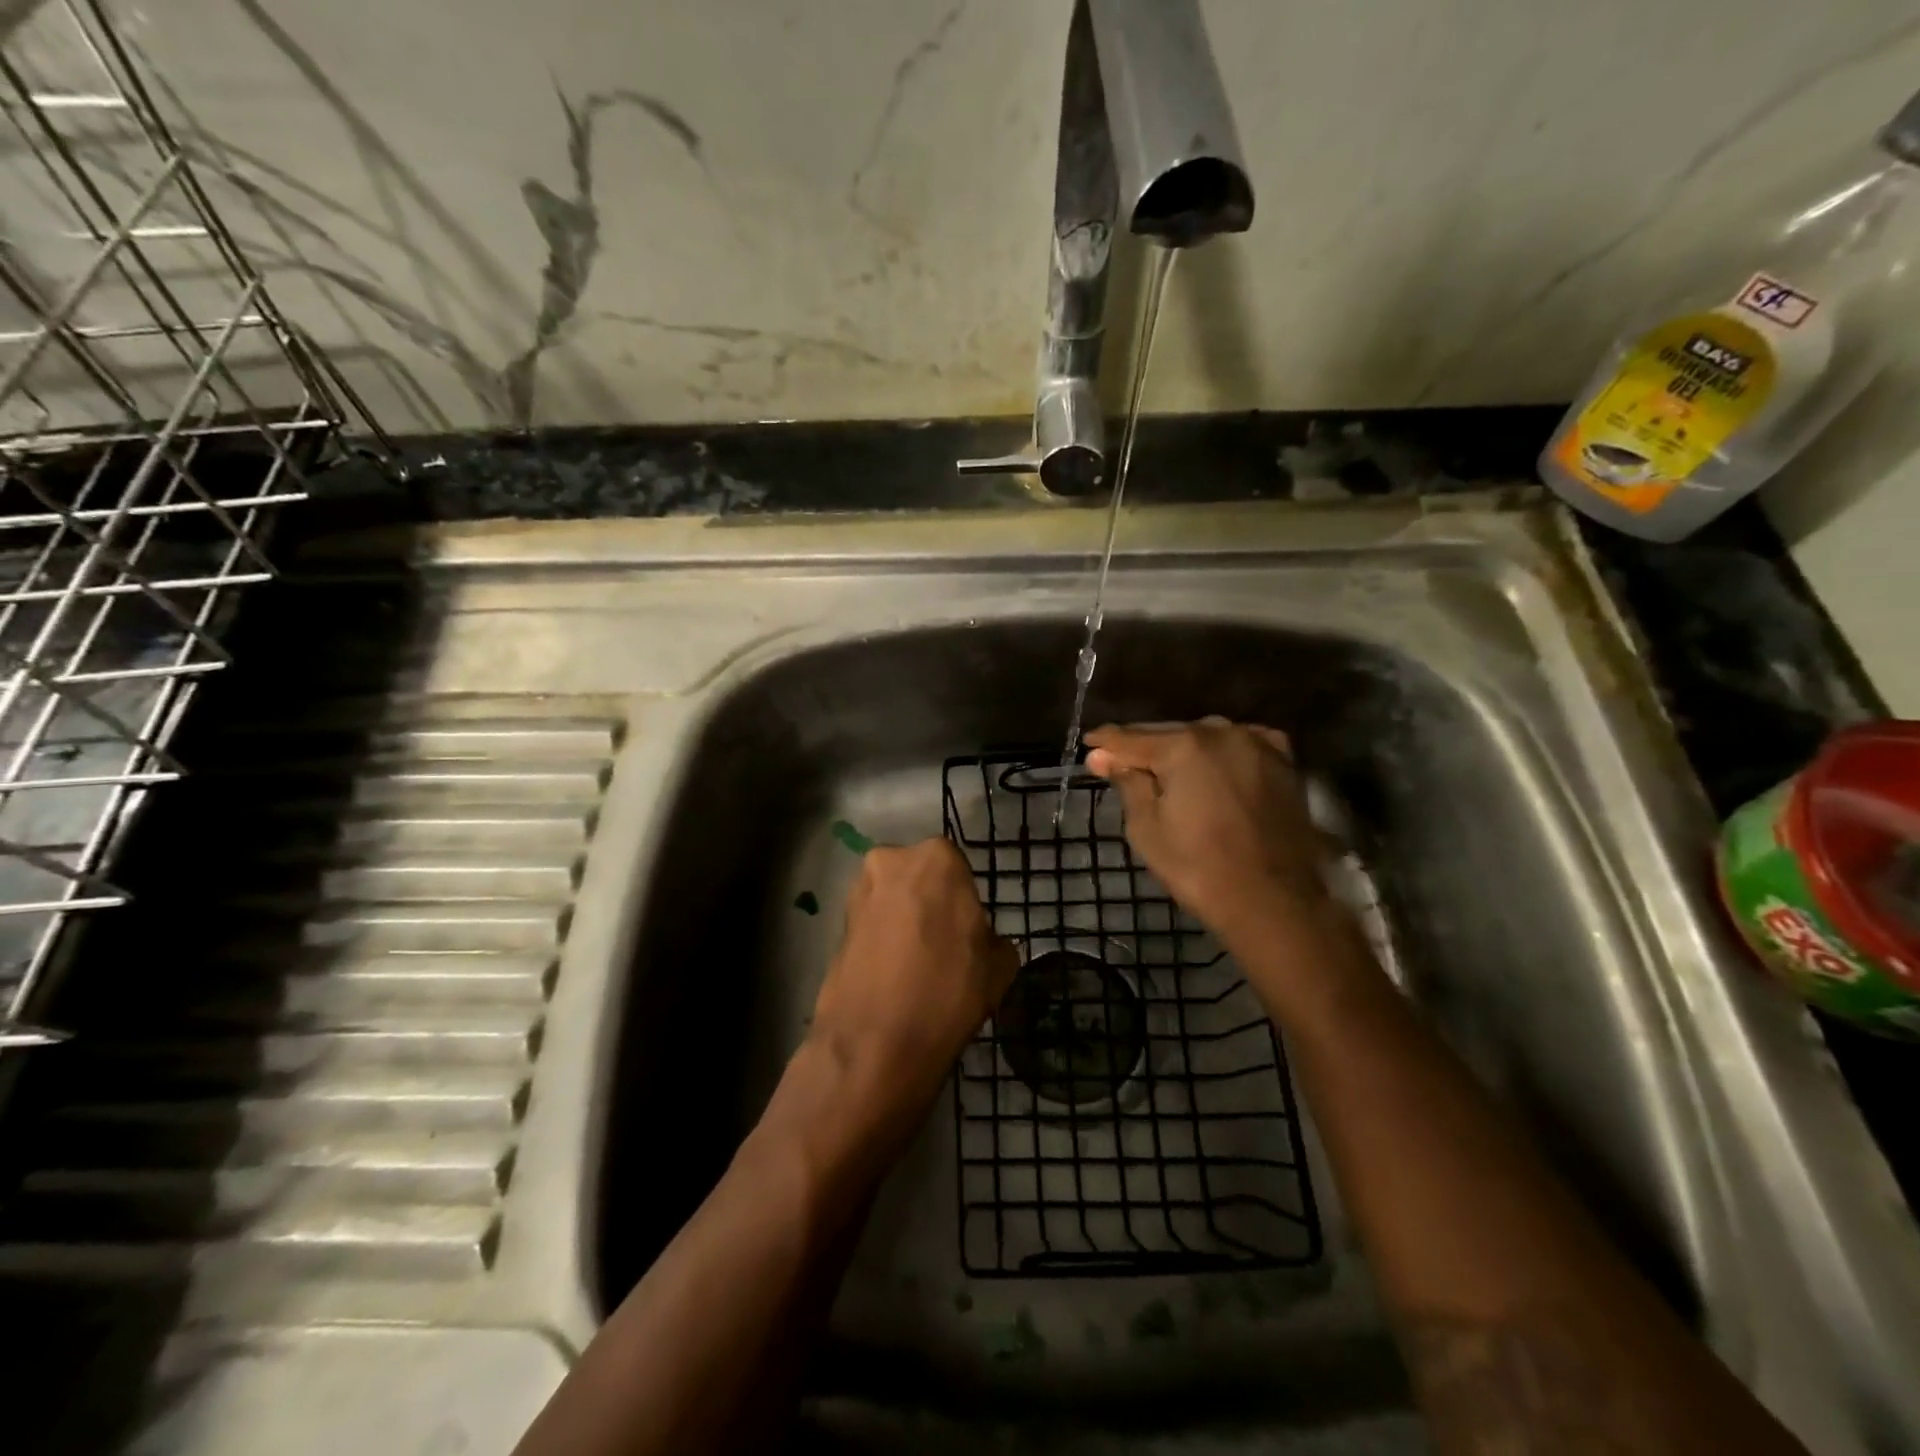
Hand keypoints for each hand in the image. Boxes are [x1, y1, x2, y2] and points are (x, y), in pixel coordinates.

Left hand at [807, 839, 1017, 1122]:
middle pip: (919, 878)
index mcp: (936, 858)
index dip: (965, 900)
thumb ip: (995, 940)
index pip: (958, 868)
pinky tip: (893, 976)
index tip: (969, 930)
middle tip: (943, 944)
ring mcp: (858, 892)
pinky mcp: (836, 925)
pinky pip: (872, 925)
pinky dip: (882, 942)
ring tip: (917, 965)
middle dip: (930, 902)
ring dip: (903, 920)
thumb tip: (985, 942)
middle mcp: (891, 860)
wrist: (875, 1042)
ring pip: (892, 899)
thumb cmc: (948, 990)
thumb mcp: (999, 966)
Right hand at [1084, 718, 1329, 940]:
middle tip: (1117, 759)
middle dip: (1142, 746)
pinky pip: (1241, 744)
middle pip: (1168, 733)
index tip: (1088, 745)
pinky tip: (1213, 762)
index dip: (1105, 743)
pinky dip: (1221, 750)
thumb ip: (1127, 782)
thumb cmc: (1198, 868)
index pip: (1131, 738)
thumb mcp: (1146, 827)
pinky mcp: (1283, 762)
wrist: (1273, 901)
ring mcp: (1256, 744)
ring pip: (1205, 736)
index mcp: (1183, 746)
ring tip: (1162, 765)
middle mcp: (1220, 732)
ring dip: (1181, 747)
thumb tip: (1102, 754)